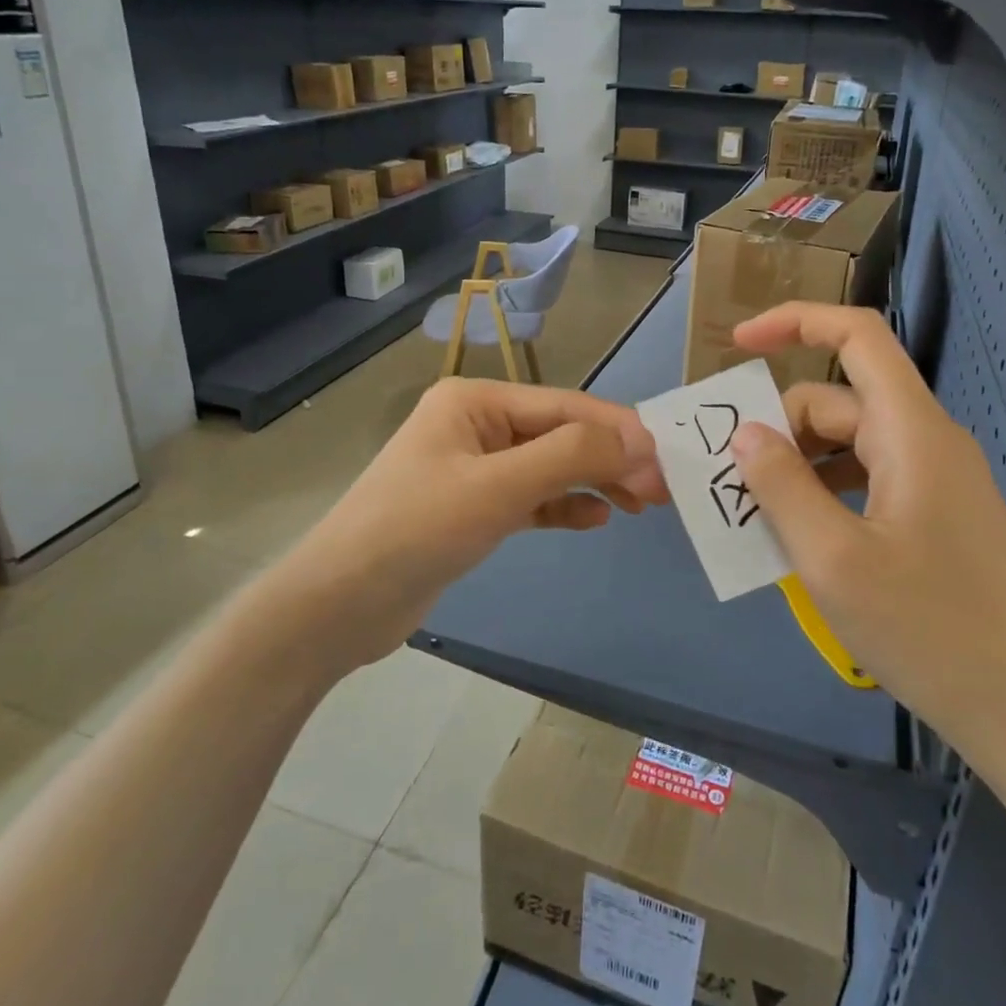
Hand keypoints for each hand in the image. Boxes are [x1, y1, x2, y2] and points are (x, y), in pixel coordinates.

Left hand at [286, 378, 667, 672]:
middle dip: (609, 458)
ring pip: (548, 466)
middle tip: (660, 491)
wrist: (339, 604)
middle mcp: (475, 425)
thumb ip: (570, 456)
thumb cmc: (417, 529)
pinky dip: (562, 505)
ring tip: (638, 505)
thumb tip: (639, 439)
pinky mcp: (471, 509)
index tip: (666, 460)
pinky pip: (530, 498)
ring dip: (592, 481)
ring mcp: (472, 468)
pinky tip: (594, 518)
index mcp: (475, 401)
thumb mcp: (499, 487)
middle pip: (559, 434)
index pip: (564, 406)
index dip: (618, 431)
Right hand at [728, 304, 1005, 766]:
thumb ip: (781, 486)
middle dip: (779, 430)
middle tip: (731, 486)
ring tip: (757, 519)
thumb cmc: (932, 631)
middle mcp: (928, 443)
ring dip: (798, 469)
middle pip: (838, 402)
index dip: (795, 322)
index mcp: (911, 432)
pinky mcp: (938, 520)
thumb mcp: (833, 560)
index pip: (856, 337)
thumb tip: (746, 434)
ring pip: (849, 447)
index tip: (737, 345)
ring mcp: (937, 483)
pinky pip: (867, 483)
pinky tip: (802, 543)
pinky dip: (825, 497)